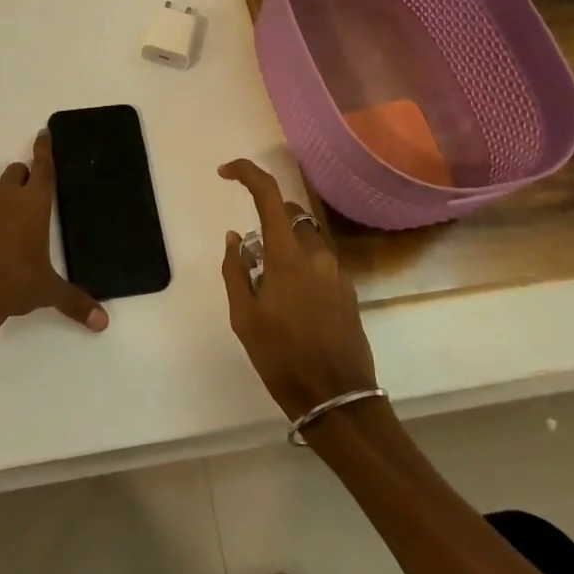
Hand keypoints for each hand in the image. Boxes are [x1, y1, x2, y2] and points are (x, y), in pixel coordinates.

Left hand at [0, 130, 108, 339]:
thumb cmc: (14, 282)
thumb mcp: (47, 291)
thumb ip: (75, 301)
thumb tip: (102, 322)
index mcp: (33, 204)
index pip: (42, 167)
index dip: (44, 148)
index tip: (44, 132)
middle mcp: (7, 200)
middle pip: (16, 172)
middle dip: (25, 174)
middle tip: (34, 185)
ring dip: (6, 195)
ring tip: (17, 214)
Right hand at [218, 160, 376, 420]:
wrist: (338, 400)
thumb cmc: (283, 358)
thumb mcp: (244, 318)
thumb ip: (235, 270)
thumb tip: (235, 237)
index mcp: (288, 256)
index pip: (269, 195)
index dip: (246, 173)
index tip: (225, 173)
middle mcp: (317, 254)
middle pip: (290, 214)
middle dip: (267, 220)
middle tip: (251, 255)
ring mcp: (337, 272)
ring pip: (307, 238)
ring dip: (286, 245)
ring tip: (271, 286)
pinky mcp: (349, 290)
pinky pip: (320, 262)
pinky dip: (302, 266)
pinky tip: (293, 303)